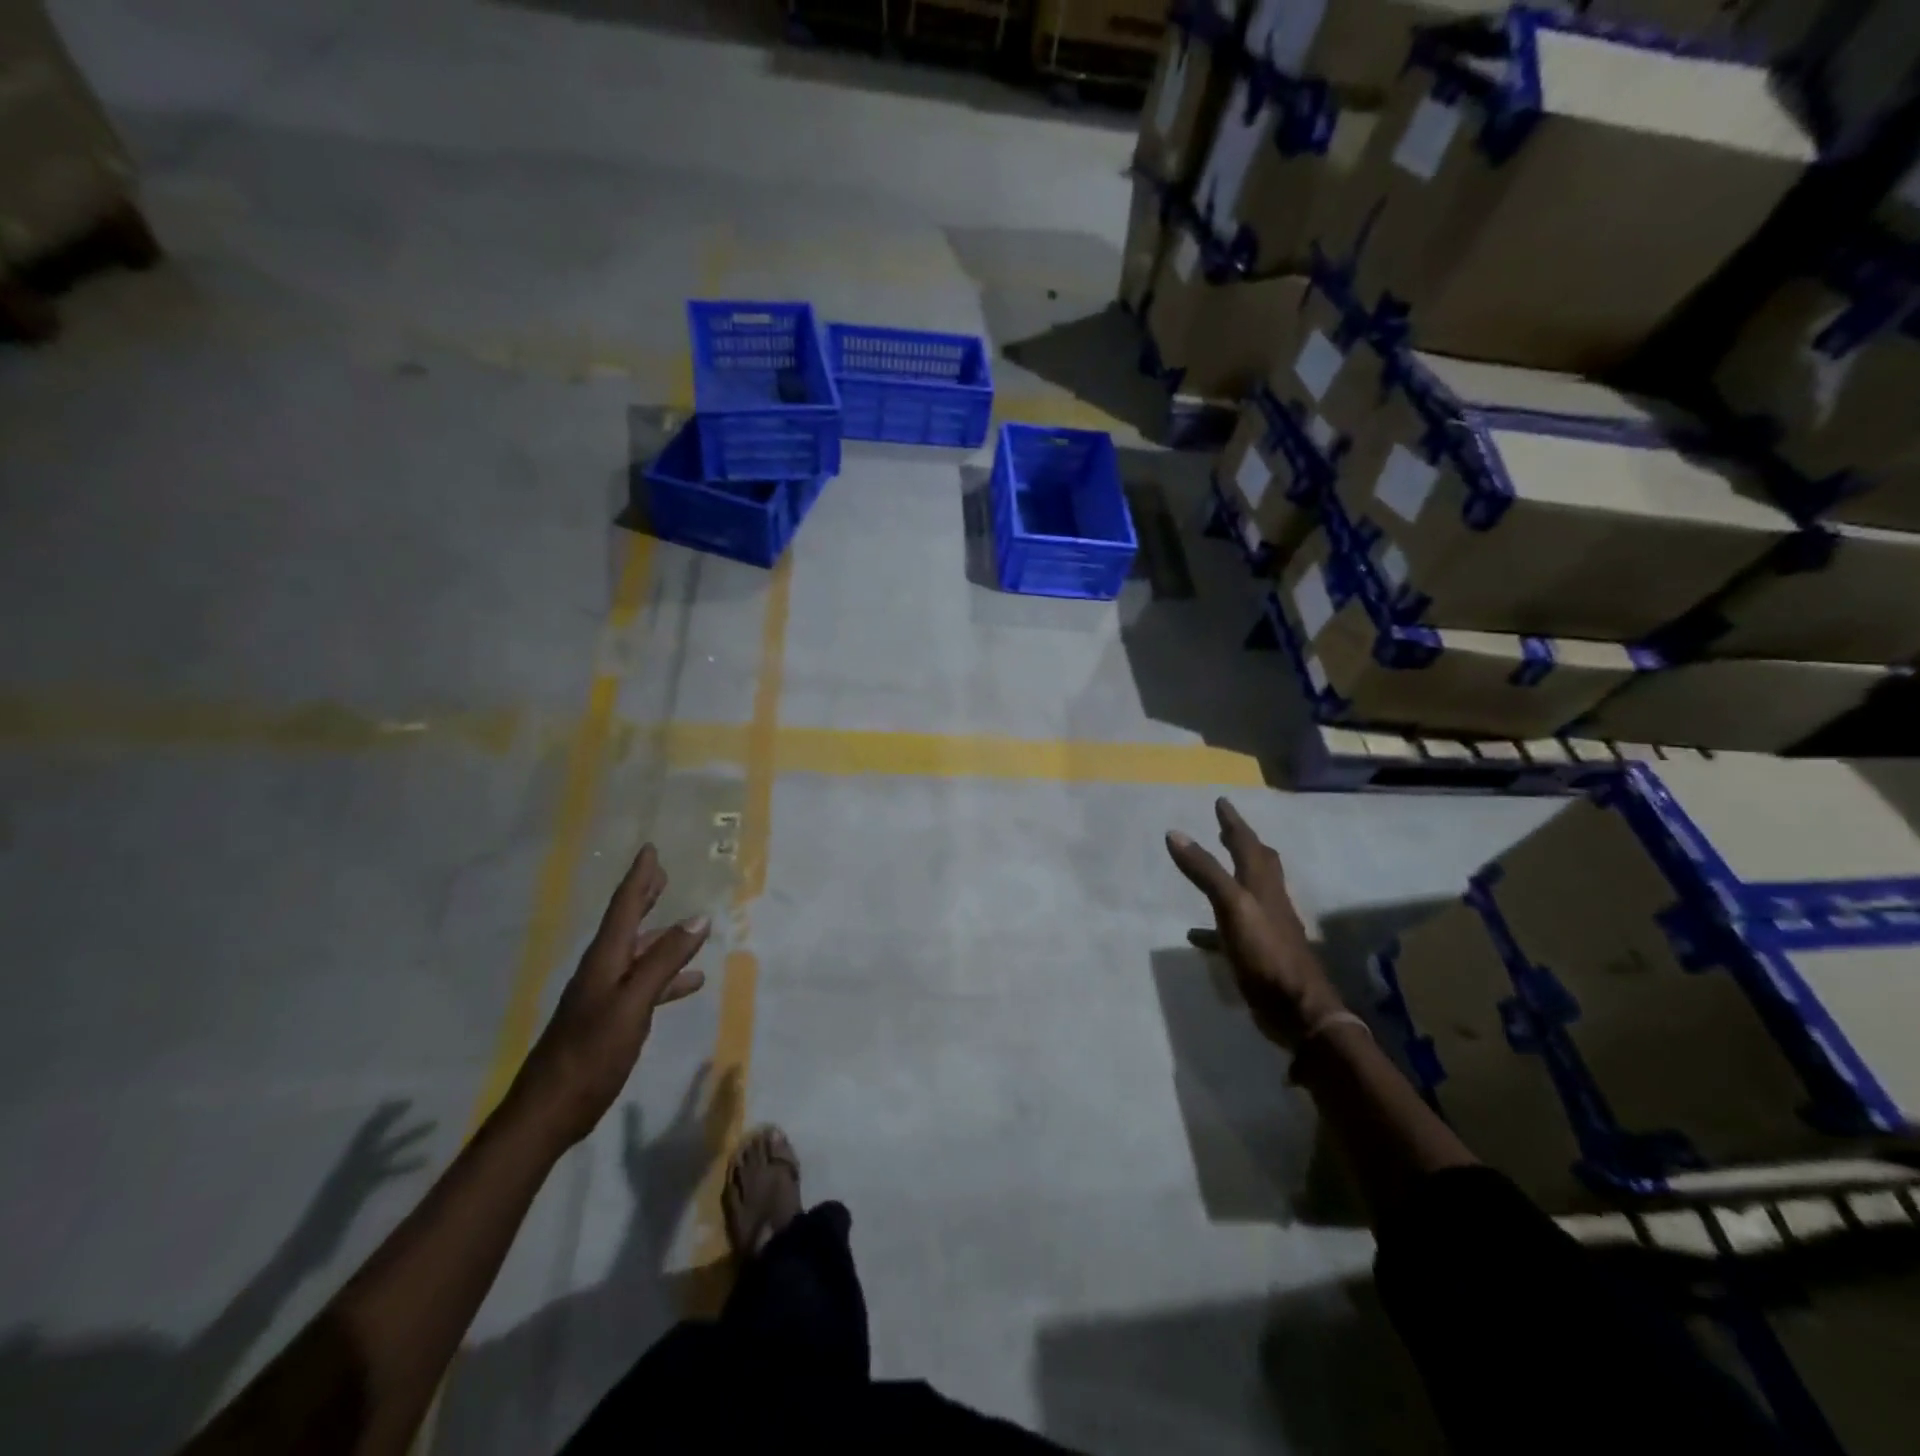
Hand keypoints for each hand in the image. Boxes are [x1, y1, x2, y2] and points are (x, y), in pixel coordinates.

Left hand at [505, 846, 710, 1147]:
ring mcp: (604, 997)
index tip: (650, 850)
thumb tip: (698, 919)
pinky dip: (666, 977)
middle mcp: (602, 971)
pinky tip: (688, 983)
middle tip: (662, 875)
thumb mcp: (633, 1003)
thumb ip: (664, 961)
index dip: (639, 878)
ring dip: (661, 938)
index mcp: (604, 960)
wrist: (548, 1111)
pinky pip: (644, 985)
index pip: (624, 907)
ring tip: (688, 928)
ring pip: (638, 955)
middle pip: (627, 924)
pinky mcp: (609, 1020)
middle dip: (645, 898)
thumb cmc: (591, 1052)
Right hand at [1166, 798, 1343, 1050]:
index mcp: (1263, 885)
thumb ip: (1205, 871)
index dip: (1233, 822)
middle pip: (1259, 864)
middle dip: (1243, 844)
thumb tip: (1175, 833)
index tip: (1221, 801)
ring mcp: (1267, 928)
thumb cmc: (1266, 953)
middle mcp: (1269, 901)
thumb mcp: (1232, 906)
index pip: (1248, 844)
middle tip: (1225, 828)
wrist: (1298, 1010)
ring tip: (1213, 868)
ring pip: (1250, 893)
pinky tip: (1196, 934)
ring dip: (1233, 877)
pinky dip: (1215, 924)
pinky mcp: (1259, 954)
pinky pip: (1233, 929)